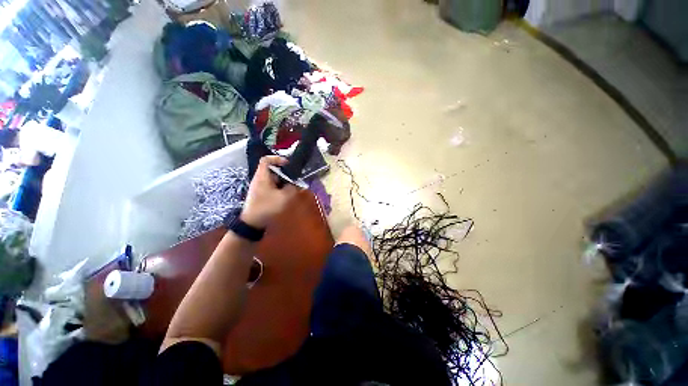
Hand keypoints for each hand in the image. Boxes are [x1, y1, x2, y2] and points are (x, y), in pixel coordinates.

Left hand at [240, 156, 298, 228]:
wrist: (252, 224)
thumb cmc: (267, 207)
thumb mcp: (284, 197)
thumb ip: (292, 188)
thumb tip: (296, 184)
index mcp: (262, 176)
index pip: (266, 160)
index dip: (277, 158)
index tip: (288, 164)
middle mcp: (260, 180)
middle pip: (273, 171)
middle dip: (285, 174)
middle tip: (295, 179)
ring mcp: (260, 188)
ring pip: (274, 180)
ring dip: (284, 183)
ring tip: (293, 189)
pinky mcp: (261, 195)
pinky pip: (272, 188)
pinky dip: (280, 189)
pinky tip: (287, 196)